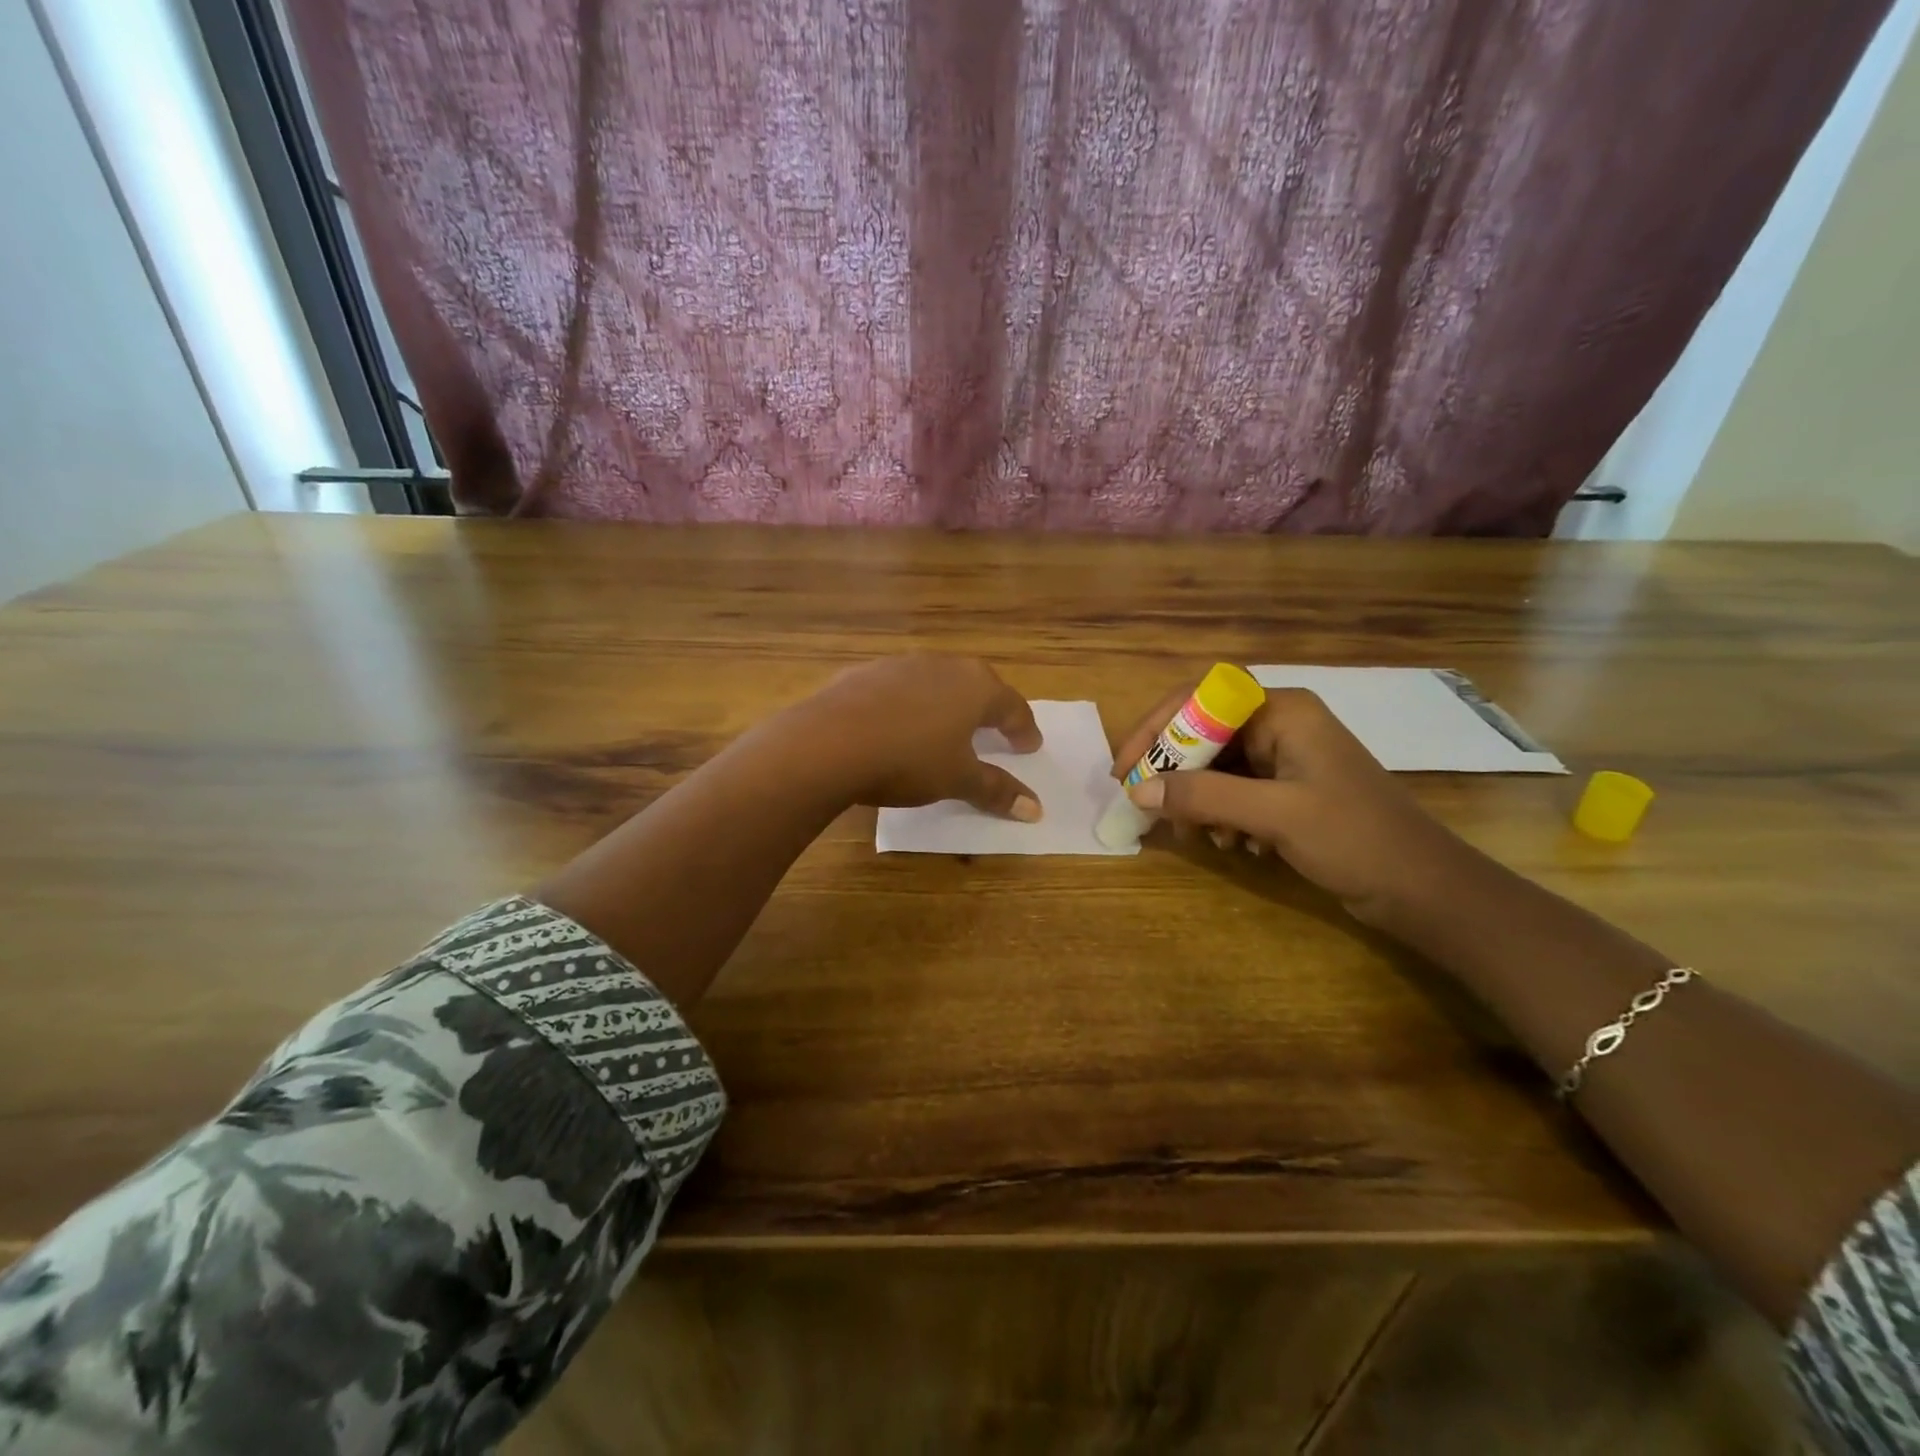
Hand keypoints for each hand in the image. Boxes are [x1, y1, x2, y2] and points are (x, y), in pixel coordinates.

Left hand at [796, 655, 1043, 819]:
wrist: (829, 742)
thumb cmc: (908, 760)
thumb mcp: (958, 780)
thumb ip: (997, 790)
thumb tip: (1036, 809)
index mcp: (976, 687)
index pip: (1013, 706)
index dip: (1023, 730)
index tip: (1029, 747)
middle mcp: (943, 665)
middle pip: (977, 686)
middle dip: (989, 710)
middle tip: (995, 731)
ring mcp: (901, 664)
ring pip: (937, 682)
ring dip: (947, 703)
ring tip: (946, 728)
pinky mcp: (865, 672)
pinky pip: (899, 688)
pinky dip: (908, 705)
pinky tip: (897, 725)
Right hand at [1111, 684, 1465, 922]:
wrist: (1424, 889)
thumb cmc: (1356, 838)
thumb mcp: (1275, 815)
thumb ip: (1204, 798)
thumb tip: (1138, 790)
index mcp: (1282, 711)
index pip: (1200, 698)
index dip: (1156, 727)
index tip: (1126, 767)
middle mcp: (1280, 725)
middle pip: (1203, 734)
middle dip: (1175, 773)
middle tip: (1149, 806)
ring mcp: (1286, 759)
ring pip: (1216, 767)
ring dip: (1199, 800)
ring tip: (1201, 836)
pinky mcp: (1289, 791)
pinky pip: (1235, 792)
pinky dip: (1223, 816)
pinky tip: (1236, 845)